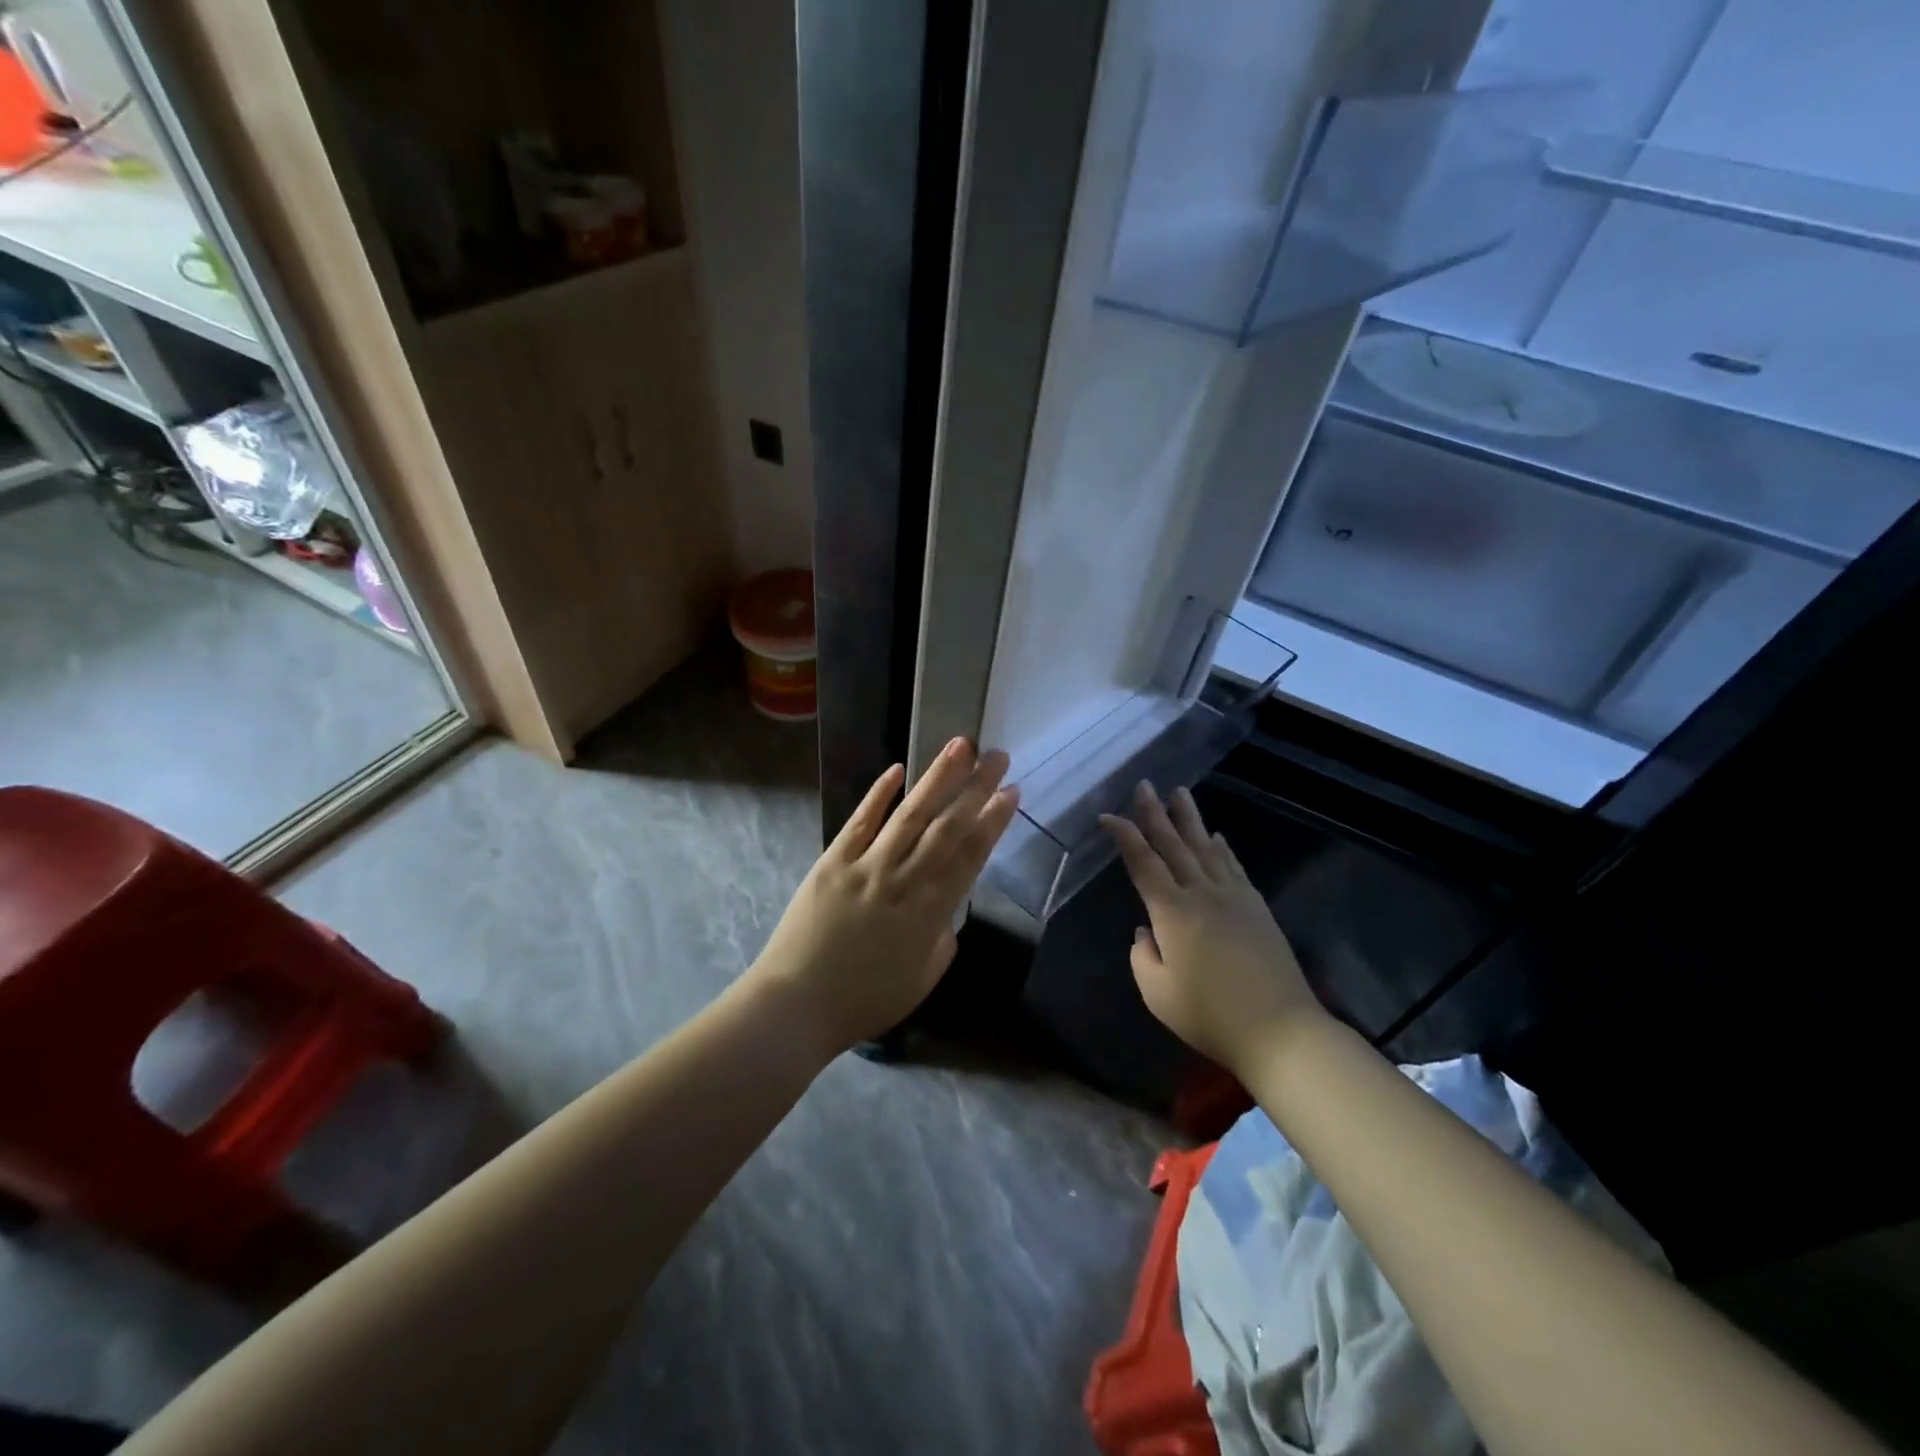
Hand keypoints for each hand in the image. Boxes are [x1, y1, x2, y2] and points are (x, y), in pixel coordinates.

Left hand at [754, 739, 1019, 1054]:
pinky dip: (879, 794)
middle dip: (976, 788)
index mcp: (930, 912)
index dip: (993, 821)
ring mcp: (866, 866)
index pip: (970, 856)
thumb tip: (947, 907)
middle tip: (998, 756)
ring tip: (960, 746)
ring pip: (910, 814)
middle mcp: (903, 880)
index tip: (1011, 791)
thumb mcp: (922, 979)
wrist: (797, 1005)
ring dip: (937, 778)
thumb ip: (942, 938)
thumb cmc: (864, 1001)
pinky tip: (898, 769)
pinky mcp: (833, 861)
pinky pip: (860, 821)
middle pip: (947, 826)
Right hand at [1100, 782, 1324, 1077]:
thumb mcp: (1158, 994)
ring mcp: (1234, 898)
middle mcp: (1202, 894)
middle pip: (1174, 845)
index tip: (1107, 816)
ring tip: (1179, 792)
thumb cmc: (1210, 1017)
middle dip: (1155, 814)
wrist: (1281, 1031)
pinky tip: (1217, 836)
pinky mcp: (1257, 908)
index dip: (1124, 836)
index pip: (1142, 863)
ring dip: (1190, 819)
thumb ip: (1142, 956)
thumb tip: (1146, 932)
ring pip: (1206, 847)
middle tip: (1144, 785)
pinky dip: (1222, 848)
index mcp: (1172, 912)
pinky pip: (1234, 867)